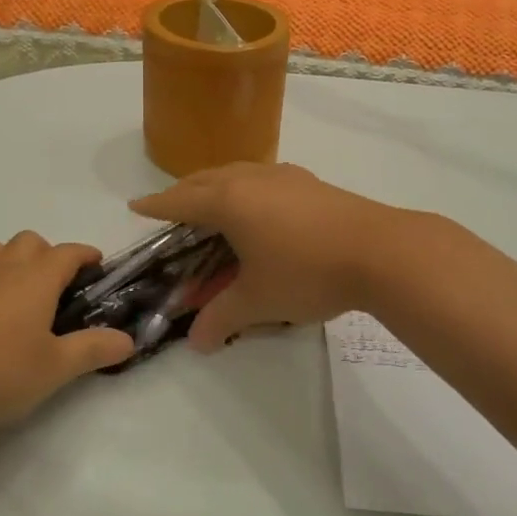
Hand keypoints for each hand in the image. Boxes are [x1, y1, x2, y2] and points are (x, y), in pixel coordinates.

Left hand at [0, 231, 134, 431]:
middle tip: (59, 287)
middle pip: (29, 242)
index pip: (67, 252)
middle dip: (48, 254)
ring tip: (20, 293)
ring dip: (12, 260)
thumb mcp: (54, 368)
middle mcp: (3, 271)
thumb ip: (92, 350)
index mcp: (36, 279)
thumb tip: (128, 340)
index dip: (85, 254)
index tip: (98, 265)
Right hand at [129, 163, 404, 350]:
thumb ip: (222, 317)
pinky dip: (244, 188)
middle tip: (170, 208)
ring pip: (235, 173)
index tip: (136, 205)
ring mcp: (283, 176)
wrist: (380, 250)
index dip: (156, 205)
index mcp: (228, 201)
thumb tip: (196, 342)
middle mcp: (250, 179)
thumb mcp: (259, 300)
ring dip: (215, 186)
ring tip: (211, 203)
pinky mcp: (309, 182)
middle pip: (205, 179)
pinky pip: (261, 177)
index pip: (180, 201)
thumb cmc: (307, 271)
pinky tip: (259, 205)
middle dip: (183, 193)